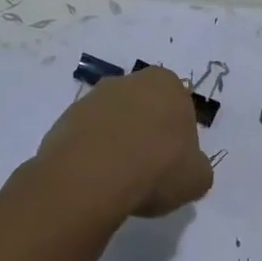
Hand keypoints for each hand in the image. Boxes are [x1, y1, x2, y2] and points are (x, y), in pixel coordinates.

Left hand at [32, 65, 213, 219]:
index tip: (174, 162)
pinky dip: (93, 154)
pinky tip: (97, 179)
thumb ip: (196, 166)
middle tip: (149, 170)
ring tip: (120, 180)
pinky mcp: (64, 119)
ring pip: (114, 121)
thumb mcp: (197, 178)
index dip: (179, 137)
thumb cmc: (156, 169)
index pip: (180, 107)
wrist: (91, 179)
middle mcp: (129, 81)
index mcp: (167, 84)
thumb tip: (187, 168)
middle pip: (145, 109)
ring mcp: (92, 98)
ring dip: (118, 143)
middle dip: (147, 133)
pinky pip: (88, 137)